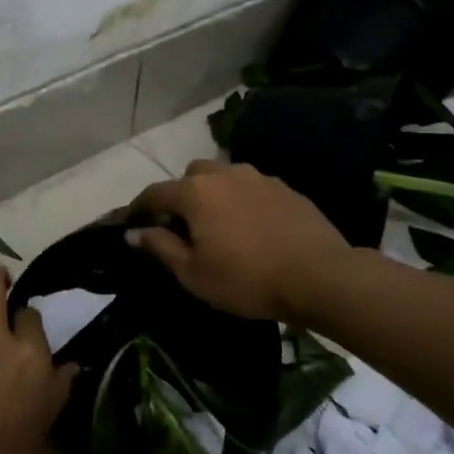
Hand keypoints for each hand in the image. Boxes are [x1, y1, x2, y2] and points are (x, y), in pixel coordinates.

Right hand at [127, 160, 355, 322]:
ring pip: (224, 177)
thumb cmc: (247, 279)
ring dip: (214, 194)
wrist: (320, 277)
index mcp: (196, 192)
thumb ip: (160, 247)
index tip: (132, 223)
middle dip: (181, 195)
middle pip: (191, 176)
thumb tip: (134, 232)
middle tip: (183, 226)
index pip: (155, 193)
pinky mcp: (286, 189)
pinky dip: (243, 201)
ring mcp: (259, 178)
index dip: (139, 207)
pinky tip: (252, 228)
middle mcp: (225, 174)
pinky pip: (252, 188)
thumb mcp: (194, 273)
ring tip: (220, 225)